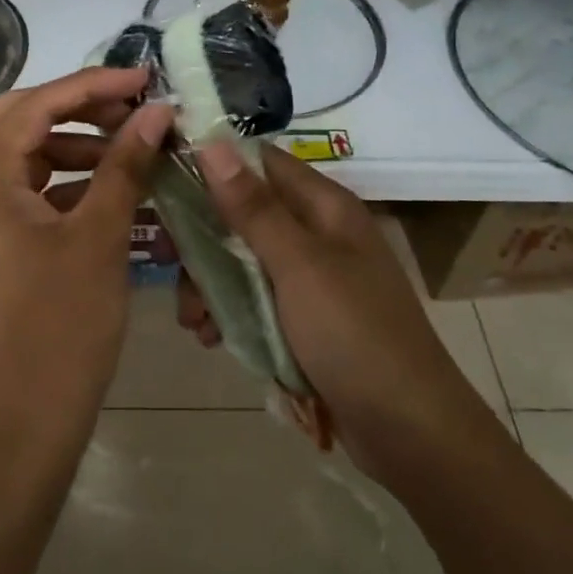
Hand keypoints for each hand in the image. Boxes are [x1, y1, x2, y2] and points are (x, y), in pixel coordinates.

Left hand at [0, 67, 173, 456]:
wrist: (24, 424)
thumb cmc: (62, 326)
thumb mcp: (100, 237)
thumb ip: (126, 165)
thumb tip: (157, 112)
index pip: (36, 105)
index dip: (92, 85)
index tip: (145, 82)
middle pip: (23, 124)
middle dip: (81, 111)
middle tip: (136, 112)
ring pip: (29, 160)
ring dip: (81, 150)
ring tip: (136, 154)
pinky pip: (32, 196)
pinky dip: (72, 188)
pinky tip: (117, 195)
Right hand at [185, 141, 487, 479]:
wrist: (410, 432)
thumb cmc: (354, 335)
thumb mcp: (298, 266)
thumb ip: (253, 207)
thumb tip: (212, 141)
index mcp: (324, 207)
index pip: (259, 160)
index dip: (211, 161)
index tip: (163, 176)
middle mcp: (316, 233)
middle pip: (243, 213)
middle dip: (202, 237)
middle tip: (167, 261)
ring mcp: (310, 278)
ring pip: (242, 260)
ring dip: (209, 283)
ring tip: (192, 319)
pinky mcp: (304, 319)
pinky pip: (254, 300)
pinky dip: (228, 312)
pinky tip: (210, 337)